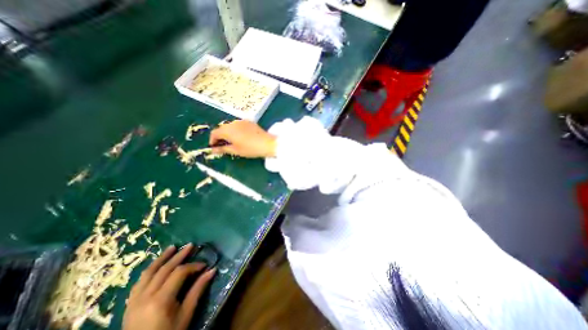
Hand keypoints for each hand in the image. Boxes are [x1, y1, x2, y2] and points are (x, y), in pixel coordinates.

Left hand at [122, 244, 214, 329]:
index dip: (193, 266)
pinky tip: (156, 265)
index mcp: (160, 300)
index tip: (204, 265)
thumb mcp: (186, 315)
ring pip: (148, 273)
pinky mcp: (129, 304)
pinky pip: (139, 282)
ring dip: (162, 258)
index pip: (179, 273)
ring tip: (172, 247)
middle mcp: (145, 296)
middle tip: (191, 245)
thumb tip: (213, 270)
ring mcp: (134, 300)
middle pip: (164, 269)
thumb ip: (198, 290)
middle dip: (179, 255)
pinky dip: (150, 270)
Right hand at [209, 121, 277, 157]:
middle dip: (220, 136)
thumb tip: (213, 150)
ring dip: (228, 133)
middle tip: (222, 146)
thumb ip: (223, 149)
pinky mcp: (249, 122)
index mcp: (228, 130)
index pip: (214, 133)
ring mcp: (241, 121)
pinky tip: (240, 137)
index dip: (212, 140)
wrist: (267, 143)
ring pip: (230, 126)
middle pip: (222, 128)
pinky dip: (235, 130)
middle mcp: (233, 123)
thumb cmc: (250, 148)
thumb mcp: (235, 150)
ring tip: (232, 142)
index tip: (214, 147)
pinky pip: (238, 125)